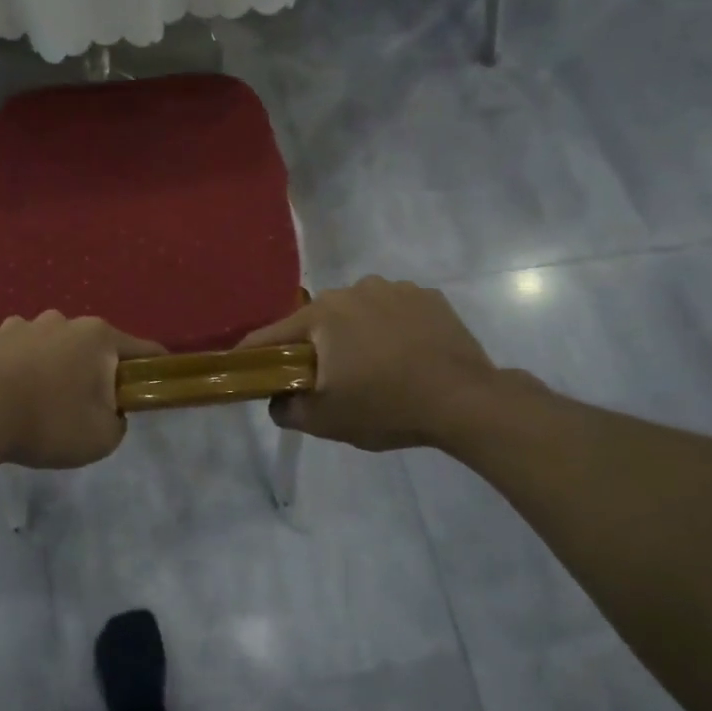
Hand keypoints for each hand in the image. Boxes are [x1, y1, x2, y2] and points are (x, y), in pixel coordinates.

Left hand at [0, 312, 166, 468]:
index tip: (156, 388)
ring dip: (58, 367)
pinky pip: (21, 352)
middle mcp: (64, 321)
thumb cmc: (49, 422)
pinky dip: (25, 368)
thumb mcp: (103, 437)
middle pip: (95, 347)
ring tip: (47, 401)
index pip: (143, 350)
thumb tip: (111, 412)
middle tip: (91, 407)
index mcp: (98, 336)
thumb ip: (118, 422)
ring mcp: (24, 325)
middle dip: (98, 372)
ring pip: (55, 346)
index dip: (155, 369)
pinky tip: (16, 394)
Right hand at [237, 277, 516, 452]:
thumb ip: (286, 410)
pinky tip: (405, 355)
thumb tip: (276, 400)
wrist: (465, 401)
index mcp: (321, 315)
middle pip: (318, 321)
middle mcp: (352, 290)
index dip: (255, 353)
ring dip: (356, 333)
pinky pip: (394, 311)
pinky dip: (391, 328)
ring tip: (374, 367)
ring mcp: (394, 289)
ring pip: (358, 312)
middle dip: (316, 346)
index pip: (272, 334)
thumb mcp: (325, 421)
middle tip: (327, 379)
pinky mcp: (428, 297)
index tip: (246, 367)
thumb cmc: (386, 407)